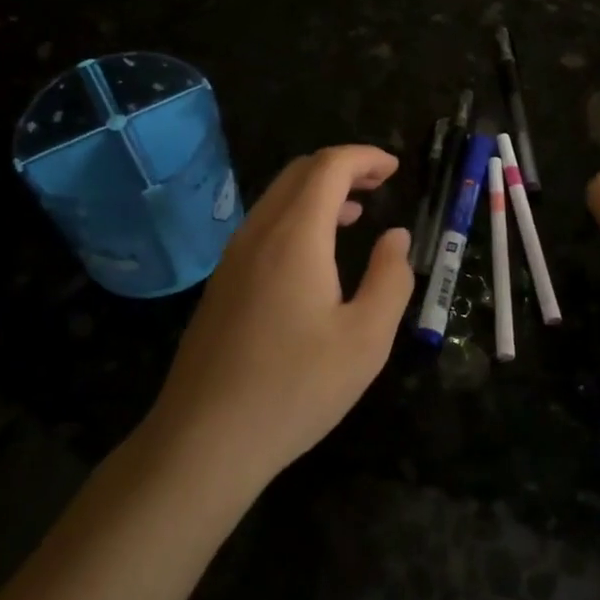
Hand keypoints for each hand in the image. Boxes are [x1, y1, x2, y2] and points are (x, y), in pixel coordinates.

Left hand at [145, 145, 414, 495]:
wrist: (203, 441)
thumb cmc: (294, 388)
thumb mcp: (366, 340)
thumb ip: (390, 279)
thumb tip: (396, 237)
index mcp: (295, 236)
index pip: (329, 166)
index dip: (365, 158)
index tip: (394, 169)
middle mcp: (259, 233)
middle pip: (300, 172)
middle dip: (343, 167)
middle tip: (379, 184)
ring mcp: (233, 257)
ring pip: (277, 197)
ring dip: (318, 191)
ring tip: (355, 212)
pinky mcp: (222, 282)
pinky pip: (263, 225)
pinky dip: (296, 215)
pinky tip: (315, 254)